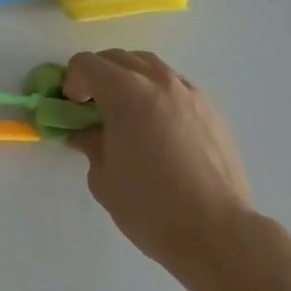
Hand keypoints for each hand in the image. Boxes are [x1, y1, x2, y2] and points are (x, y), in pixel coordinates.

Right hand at [65, 49, 255, 284]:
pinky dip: (157, 93)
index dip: (72, 81)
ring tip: (127, 111)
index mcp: (125, 91)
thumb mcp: (103, 177)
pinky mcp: (211, 111)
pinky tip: (158, 126)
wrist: (218, 233)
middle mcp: (158, 81)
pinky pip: (175, 86)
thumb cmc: (151, 206)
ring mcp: (189, 93)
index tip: (72, 108)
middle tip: (93, 106)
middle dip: (98, 74)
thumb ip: (90, 144)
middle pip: (118, 57)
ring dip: (129, 77)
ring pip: (150, 65)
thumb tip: (87, 133)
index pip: (87, 63)